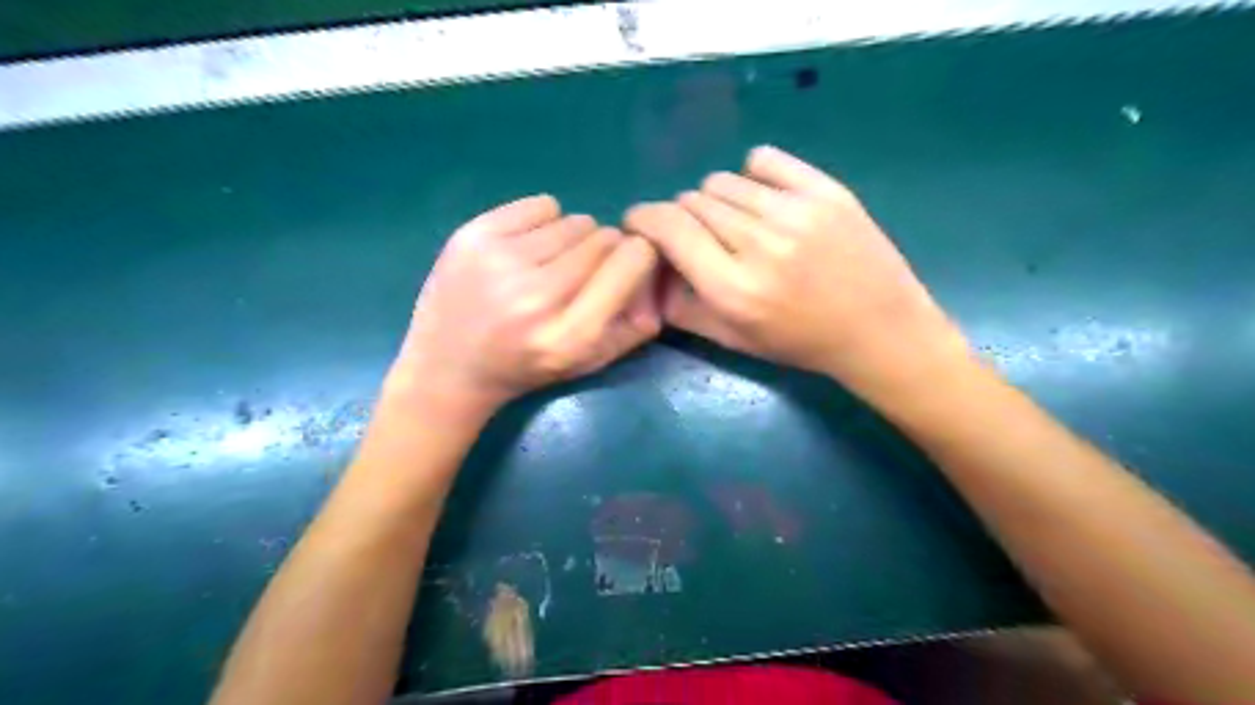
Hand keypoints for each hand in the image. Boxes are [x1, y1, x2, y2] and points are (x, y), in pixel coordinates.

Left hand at [387, 196, 659, 421]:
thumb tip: (656, 274)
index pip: (632, 261)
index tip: (626, 267)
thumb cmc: (527, 367)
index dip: (637, 258)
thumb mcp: (589, 363)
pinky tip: (525, 250)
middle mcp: (537, 296)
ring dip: (572, 239)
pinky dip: (543, 222)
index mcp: (571, 335)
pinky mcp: (473, 235)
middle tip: (579, 274)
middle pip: (604, 237)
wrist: (448, 368)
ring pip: (574, 220)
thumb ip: (634, 326)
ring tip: (548, 265)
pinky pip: (541, 205)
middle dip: (603, 252)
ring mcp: (501, 261)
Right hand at [628, 143, 968, 401]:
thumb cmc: (801, 343)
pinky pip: (763, 160)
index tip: (640, 223)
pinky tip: (762, 200)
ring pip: (723, 180)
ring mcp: (796, 211)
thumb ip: (683, 308)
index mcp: (734, 288)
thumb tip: (648, 273)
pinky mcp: (825, 190)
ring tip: (734, 223)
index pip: (669, 227)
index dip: (643, 218)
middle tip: (698, 237)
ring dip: (715, 200)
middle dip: (681, 217)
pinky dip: (751, 176)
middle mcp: (760, 244)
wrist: (879, 330)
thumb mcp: (735, 340)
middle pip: (693, 200)